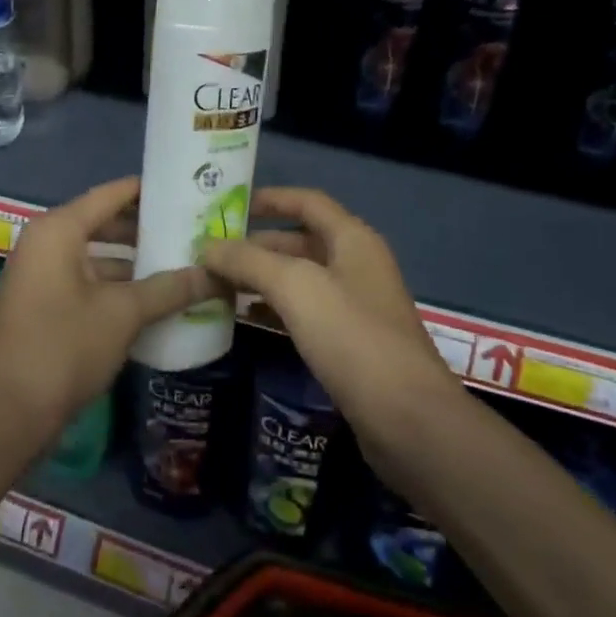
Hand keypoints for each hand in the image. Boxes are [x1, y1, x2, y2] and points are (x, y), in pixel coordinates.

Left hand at [0, 177, 218, 433]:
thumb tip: (217, 274)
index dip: (149, 190)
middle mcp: (46, 242)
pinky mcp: (44, 304)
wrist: (8, 413)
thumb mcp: (124, 314)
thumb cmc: (64, 347)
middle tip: (193, 228)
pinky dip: (118, 284)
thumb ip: (170, 288)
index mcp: (58, 230)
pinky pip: (88, 280)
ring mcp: (42, 275)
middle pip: (104, 222)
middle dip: (147, 228)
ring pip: (98, 255)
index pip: (111, 194)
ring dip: (135, 260)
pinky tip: (155, 297)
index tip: (188, 189)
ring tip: (182, 262)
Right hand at [200, 188, 456, 439]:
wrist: (407, 418)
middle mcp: (356, 265)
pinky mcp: (350, 343)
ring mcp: (355, 305)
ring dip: (262, 278)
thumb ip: (249, 261)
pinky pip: (305, 312)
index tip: (228, 205)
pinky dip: (275, 308)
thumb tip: (208, 246)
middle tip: (211, 252)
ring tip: (218, 283)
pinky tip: (246, 318)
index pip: (308, 202)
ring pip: (300, 279)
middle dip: (257, 244)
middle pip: (300, 240)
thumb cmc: (352, 337)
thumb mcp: (296, 288)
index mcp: (352, 239)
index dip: (270, 198)